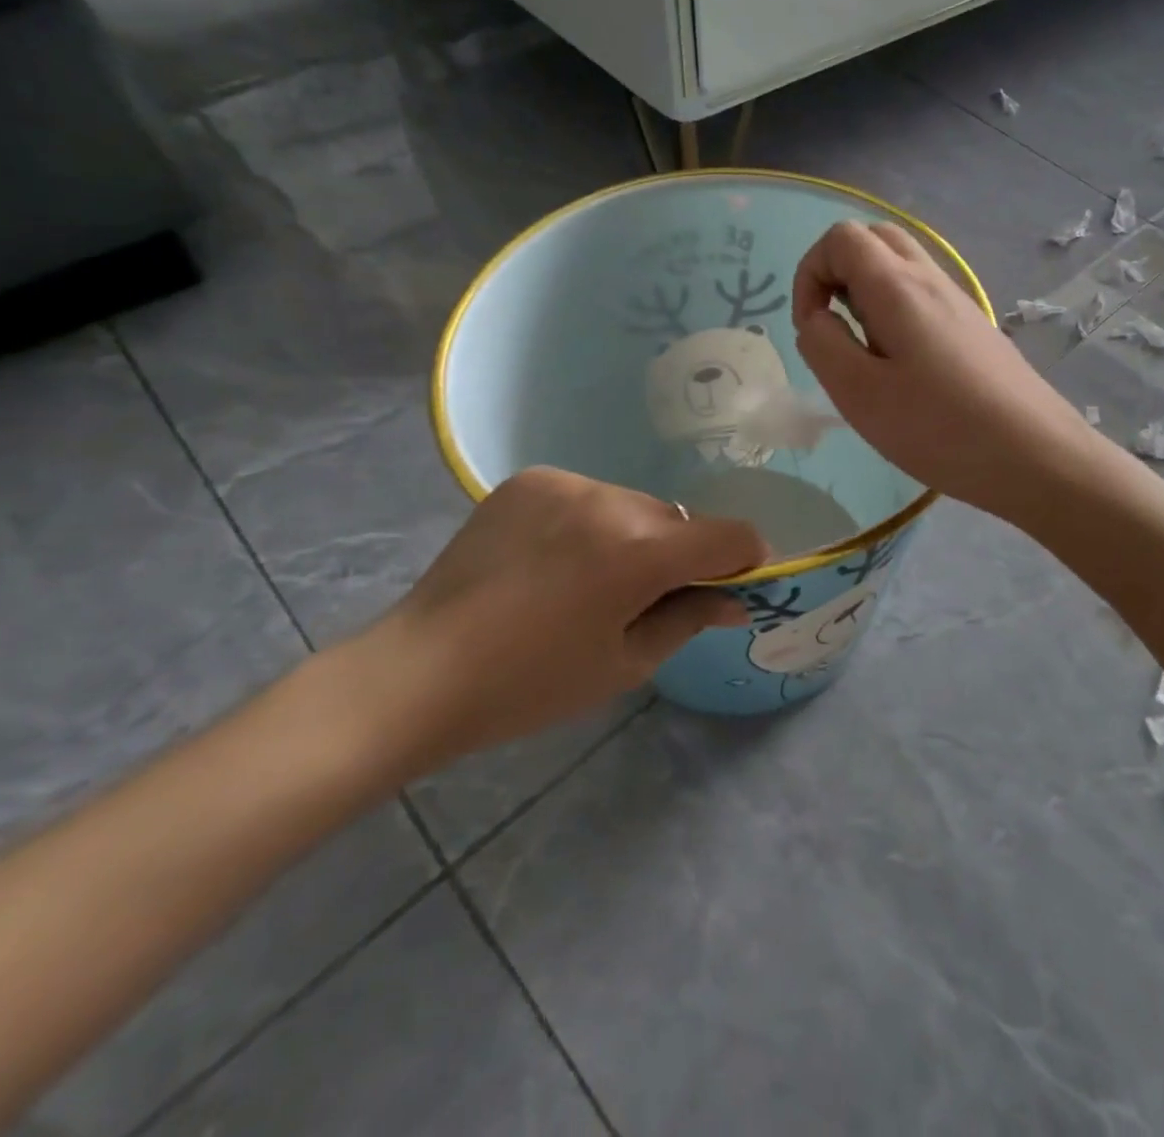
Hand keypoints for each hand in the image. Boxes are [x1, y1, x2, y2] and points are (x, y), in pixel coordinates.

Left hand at [342, 469, 766, 778]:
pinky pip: (588, 496)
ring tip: (588, 580)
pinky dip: (590, 523)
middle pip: (679, 520)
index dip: (744, 560)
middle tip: (643, 599)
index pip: (731, 536)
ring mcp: (566, 483)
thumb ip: (691, 618)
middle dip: (679, 555)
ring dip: (633, 536)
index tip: (728, 587)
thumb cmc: (532, 684)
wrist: (419, 672)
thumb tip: (736, 600)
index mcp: (641, 552)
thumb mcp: (626, 663)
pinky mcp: (530, 480)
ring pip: (634, 506)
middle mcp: (610, 500)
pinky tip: (554, 560)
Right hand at [793, 221, 1090, 519]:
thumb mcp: (861, 395)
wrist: (1036, 454)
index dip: (810, 273)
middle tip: (837, 332)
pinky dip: (898, 316)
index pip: (841, 237)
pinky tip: (906, 372)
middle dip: (838, 275)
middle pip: (875, 240)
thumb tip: (818, 319)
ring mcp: (959, 303)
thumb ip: (823, 346)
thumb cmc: (941, 428)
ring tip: (870, 359)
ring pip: (902, 269)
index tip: (812, 328)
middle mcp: (931, 280)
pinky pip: (925, 299)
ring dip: (869, 298)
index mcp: (898, 286)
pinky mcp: (975, 329)